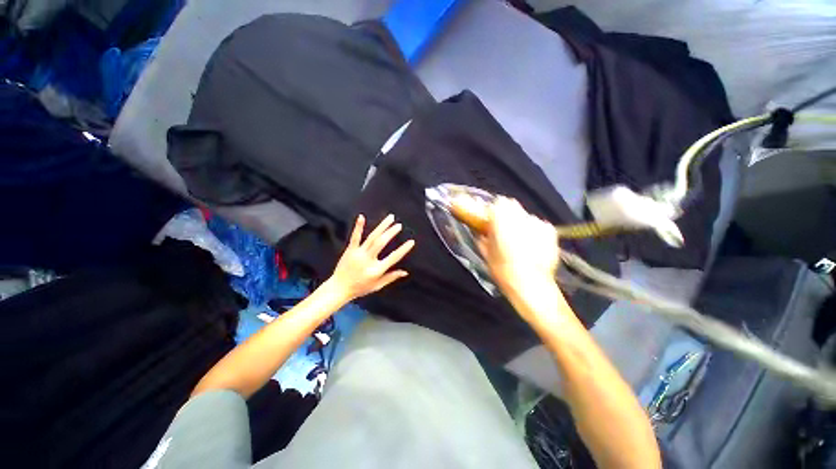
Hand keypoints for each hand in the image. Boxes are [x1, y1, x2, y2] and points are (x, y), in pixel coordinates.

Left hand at [327, 214, 414, 301]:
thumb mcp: (377, 286)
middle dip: (391, 232)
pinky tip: (362, 217)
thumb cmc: (360, 288)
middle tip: (399, 225)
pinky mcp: (350, 250)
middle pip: (381, 243)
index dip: (403, 249)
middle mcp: (368, 260)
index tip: (411, 241)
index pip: (393, 258)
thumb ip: (391, 277)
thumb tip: (405, 272)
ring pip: (372, 237)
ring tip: (390, 218)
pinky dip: (359, 227)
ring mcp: (358, 254)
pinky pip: (355, 237)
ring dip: (382, 226)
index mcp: (376, 270)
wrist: (339, 288)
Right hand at [478, 197, 559, 301]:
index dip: (492, 211)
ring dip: (519, 223)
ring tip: (519, 240)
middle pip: (512, 206)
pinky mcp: (550, 231)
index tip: (489, 221)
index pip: (497, 203)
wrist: (531, 286)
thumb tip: (481, 231)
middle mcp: (521, 216)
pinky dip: (533, 231)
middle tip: (502, 230)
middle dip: (506, 215)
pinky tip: (531, 245)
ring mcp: (538, 223)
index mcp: (502, 219)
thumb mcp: (485, 252)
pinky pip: (537, 225)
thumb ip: (482, 236)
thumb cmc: (502, 269)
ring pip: (525, 216)